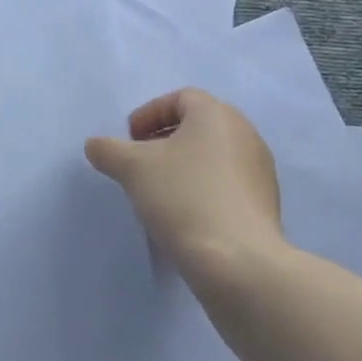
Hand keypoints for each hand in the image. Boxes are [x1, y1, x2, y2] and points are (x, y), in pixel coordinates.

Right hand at [85, 88, 285, 287]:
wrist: (238, 262)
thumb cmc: (183, 198)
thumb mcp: (132, 169)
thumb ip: (108, 150)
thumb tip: (95, 145)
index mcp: (216, 115)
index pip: (180, 98)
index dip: (149, 114)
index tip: (130, 140)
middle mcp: (244, 133)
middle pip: (199, 125)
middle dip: (165, 139)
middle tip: (140, 162)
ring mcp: (260, 170)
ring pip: (213, 155)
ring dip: (184, 165)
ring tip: (158, 191)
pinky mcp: (266, 203)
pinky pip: (227, 183)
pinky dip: (203, 188)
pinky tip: (184, 214)